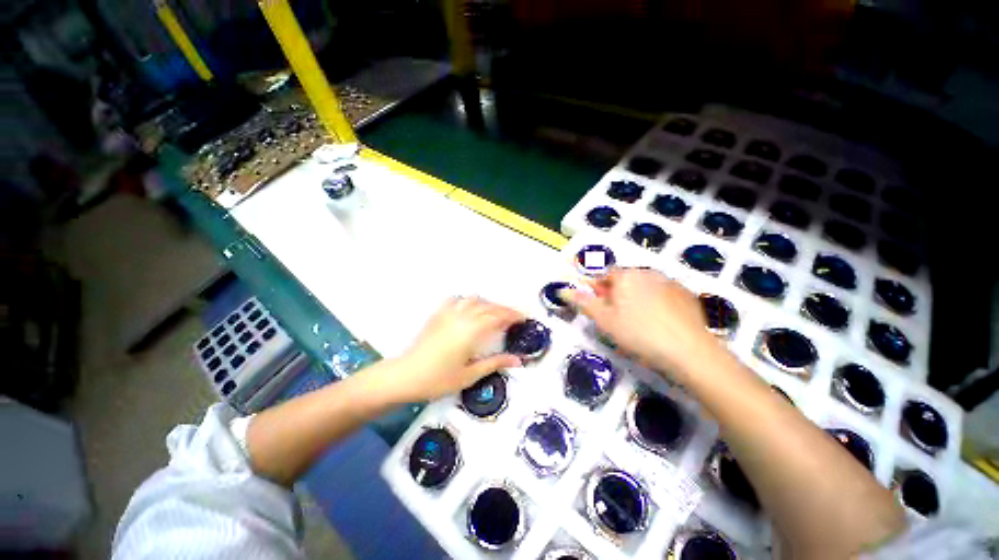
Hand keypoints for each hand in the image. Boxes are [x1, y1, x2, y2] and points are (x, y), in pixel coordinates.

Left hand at [385, 296, 523, 401]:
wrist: (405, 376)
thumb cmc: (438, 379)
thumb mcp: (470, 375)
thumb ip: (495, 363)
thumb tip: (518, 360)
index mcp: (471, 332)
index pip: (498, 317)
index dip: (513, 315)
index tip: (524, 317)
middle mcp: (462, 317)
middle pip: (488, 307)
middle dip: (504, 309)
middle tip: (516, 316)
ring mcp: (448, 314)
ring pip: (473, 300)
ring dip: (488, 304)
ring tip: (495, 312)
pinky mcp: (438, 315)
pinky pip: (455, 300)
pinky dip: (467, 301)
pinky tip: (469, 308)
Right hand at [559, 268, 718, 378]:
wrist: (689, 351)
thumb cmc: (638, 333)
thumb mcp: (604, 320)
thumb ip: (583, 302)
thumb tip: (562, 290)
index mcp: (625, 276)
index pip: (605, 275)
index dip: (599, 290)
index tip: (600, 307)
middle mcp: (648, 272)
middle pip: (625, 280)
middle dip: (617, 295)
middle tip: (618, 319)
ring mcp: (670, 282)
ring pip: (645, 287)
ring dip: (637, 299)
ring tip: (640, 323)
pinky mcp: (687, 294)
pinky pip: (664, 294)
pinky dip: (657, 304)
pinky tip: (661, 324)